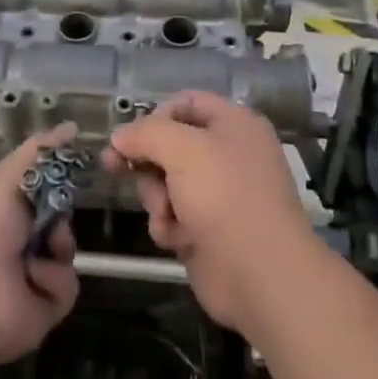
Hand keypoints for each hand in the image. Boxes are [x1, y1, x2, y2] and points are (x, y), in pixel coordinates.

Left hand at [0, 123, 80, 364]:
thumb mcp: (7, 175)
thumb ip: (40, 151)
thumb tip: (72, 126)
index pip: (34, 187)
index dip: (53, 180)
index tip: (71, 171)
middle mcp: (8, 239)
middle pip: (55, 217)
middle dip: (60, 213)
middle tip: (52, 216)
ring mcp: (24, 275)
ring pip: (64, 250)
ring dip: (59, 246)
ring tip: (43, 250)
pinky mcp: (39, 308)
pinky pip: (65, 286)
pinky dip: (52, 281)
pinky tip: (33, 279)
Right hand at [103, 92, 316, 335]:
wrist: (260, 275)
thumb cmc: (225, 196)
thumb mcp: (183, 149)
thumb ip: (145, 133)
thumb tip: (119, 136)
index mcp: (233, 124)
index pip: (185, 103)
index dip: (154, 116)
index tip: (128, 136)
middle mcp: (227, 154)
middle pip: (169, 145)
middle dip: (148, 162)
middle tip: (116, 168)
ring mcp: (217, 194)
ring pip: (165, 183)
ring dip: (157, 198)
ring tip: (168, 214)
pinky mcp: (207, 230)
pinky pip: (172, 216)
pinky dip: (169, 226)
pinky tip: (179, 239)